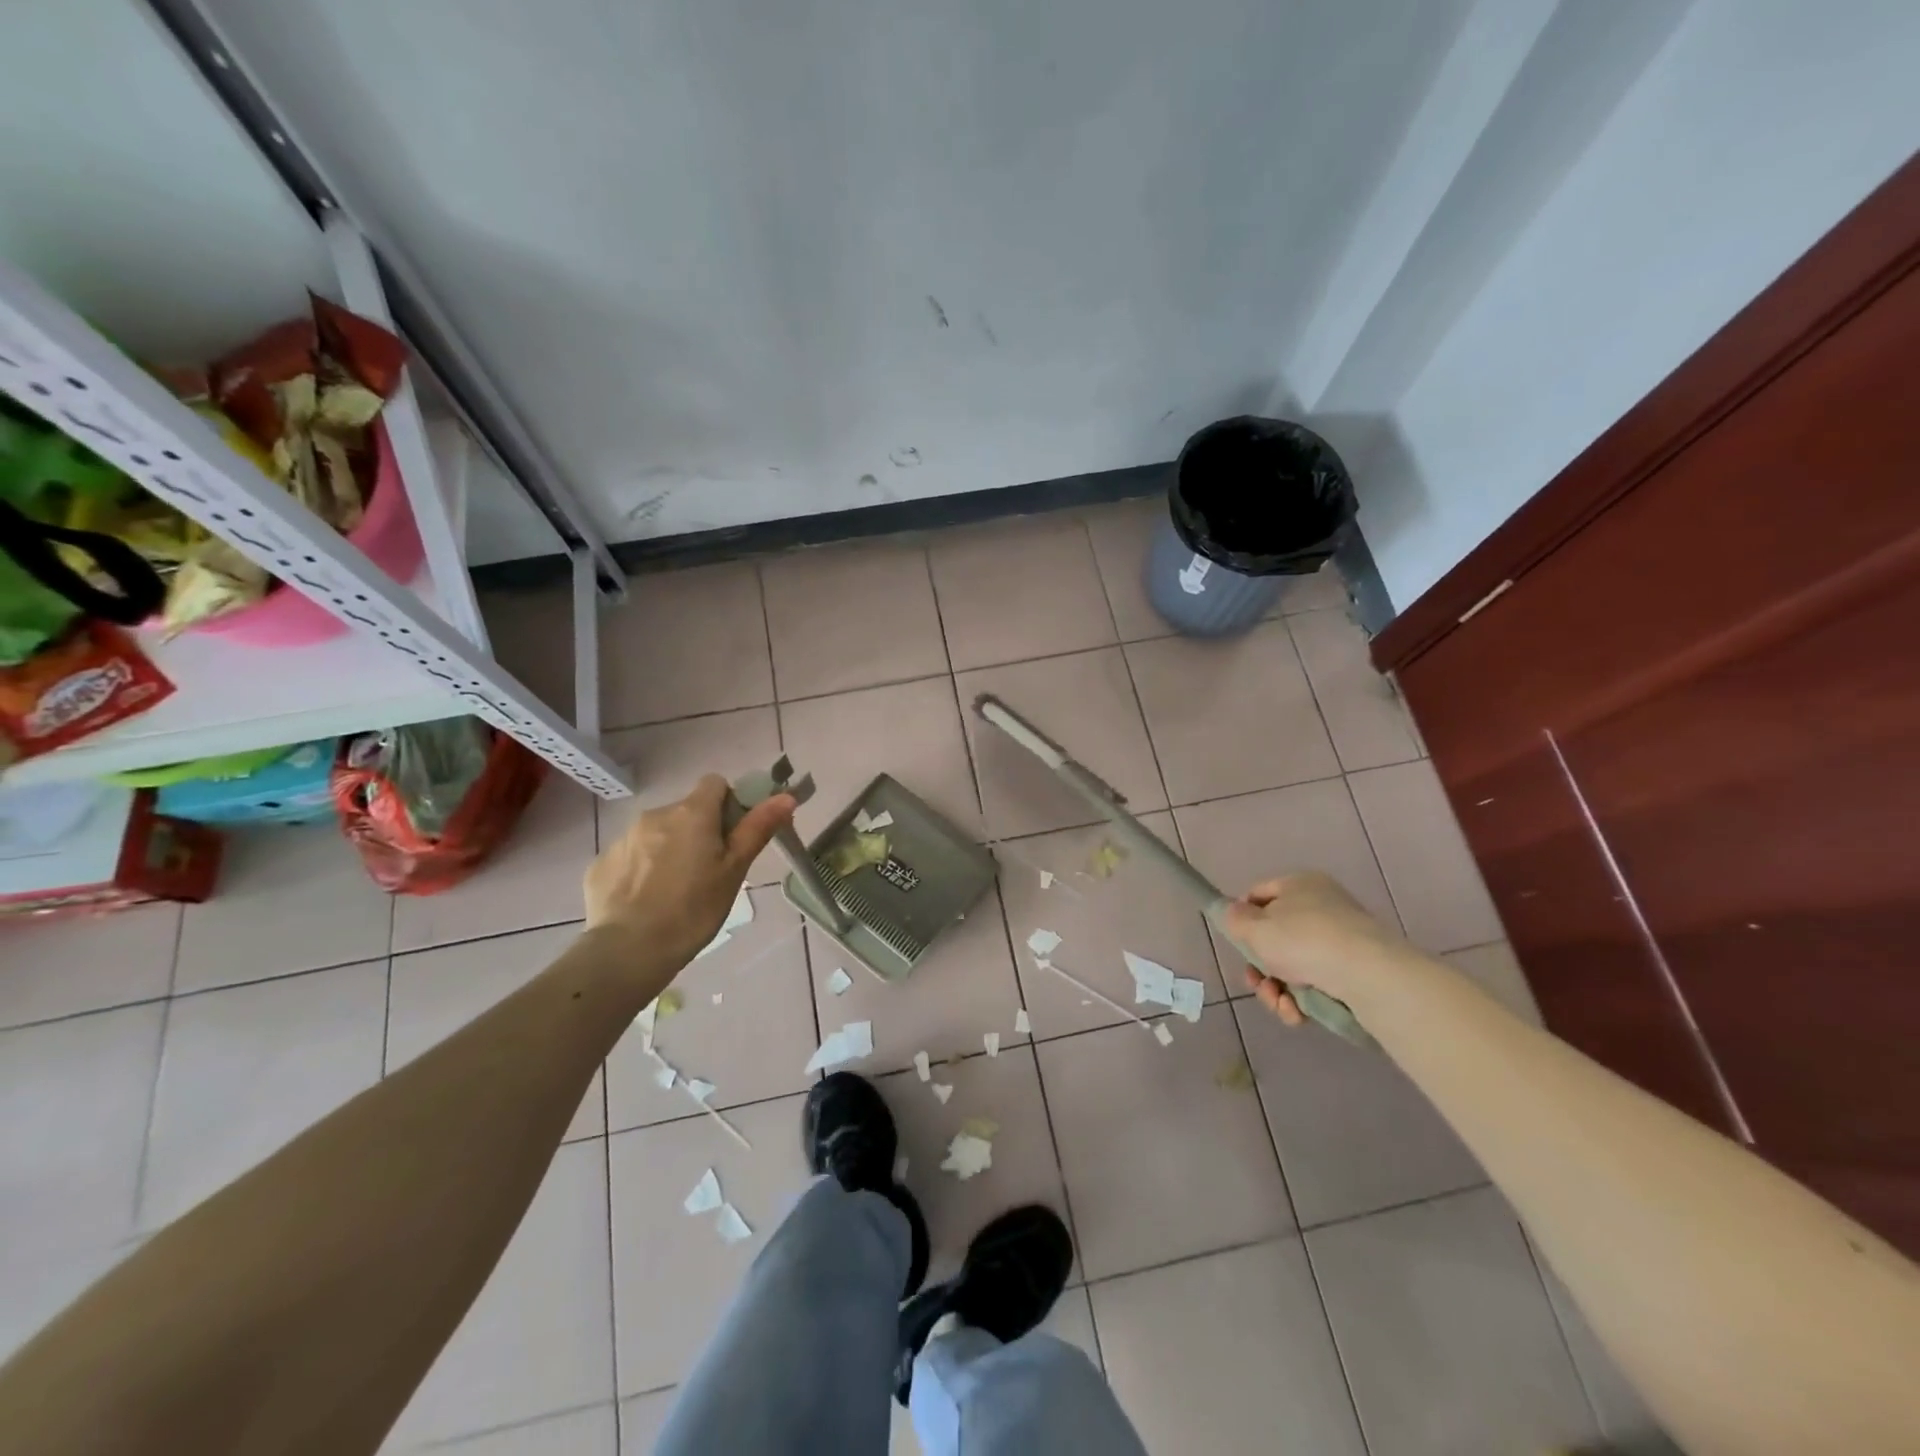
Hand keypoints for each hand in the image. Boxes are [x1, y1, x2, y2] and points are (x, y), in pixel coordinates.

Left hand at [584, 775, 794, 970]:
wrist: (628, 950)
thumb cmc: (694, 909)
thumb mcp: (734, 870)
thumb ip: (758, 828)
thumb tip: (785, 796)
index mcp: (692, 813)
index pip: (715, 784)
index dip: (729, 804)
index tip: (733, 836)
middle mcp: (655, 815)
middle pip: (686, 811)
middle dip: (699, 831)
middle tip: (709, 871)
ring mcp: (624, 838)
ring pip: (657, 833)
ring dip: (670, 849)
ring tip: (676, 890)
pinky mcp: (600, 864)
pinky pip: (631, 856)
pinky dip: (642, 869)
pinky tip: (646, 901)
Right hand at [1224, 872, 1403, 1025]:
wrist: (1368, 975)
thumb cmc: (1303, 940)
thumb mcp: (1255, 927)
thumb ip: (1234, 919)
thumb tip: (1233, 913)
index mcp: (1299, 884)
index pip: (1258, 895)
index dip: (1242, 919)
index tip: (1236, 944)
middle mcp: (1322, 906)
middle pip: (1275, 936)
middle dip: (1260, 967)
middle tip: (1256, 983)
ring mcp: (1341, 939)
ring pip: (1294, 965)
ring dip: (1277, 990)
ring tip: (1279, 1005)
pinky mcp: (1355, 970)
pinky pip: (1317, 982)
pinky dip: (1302, 1000)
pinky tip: (1297, 1014)